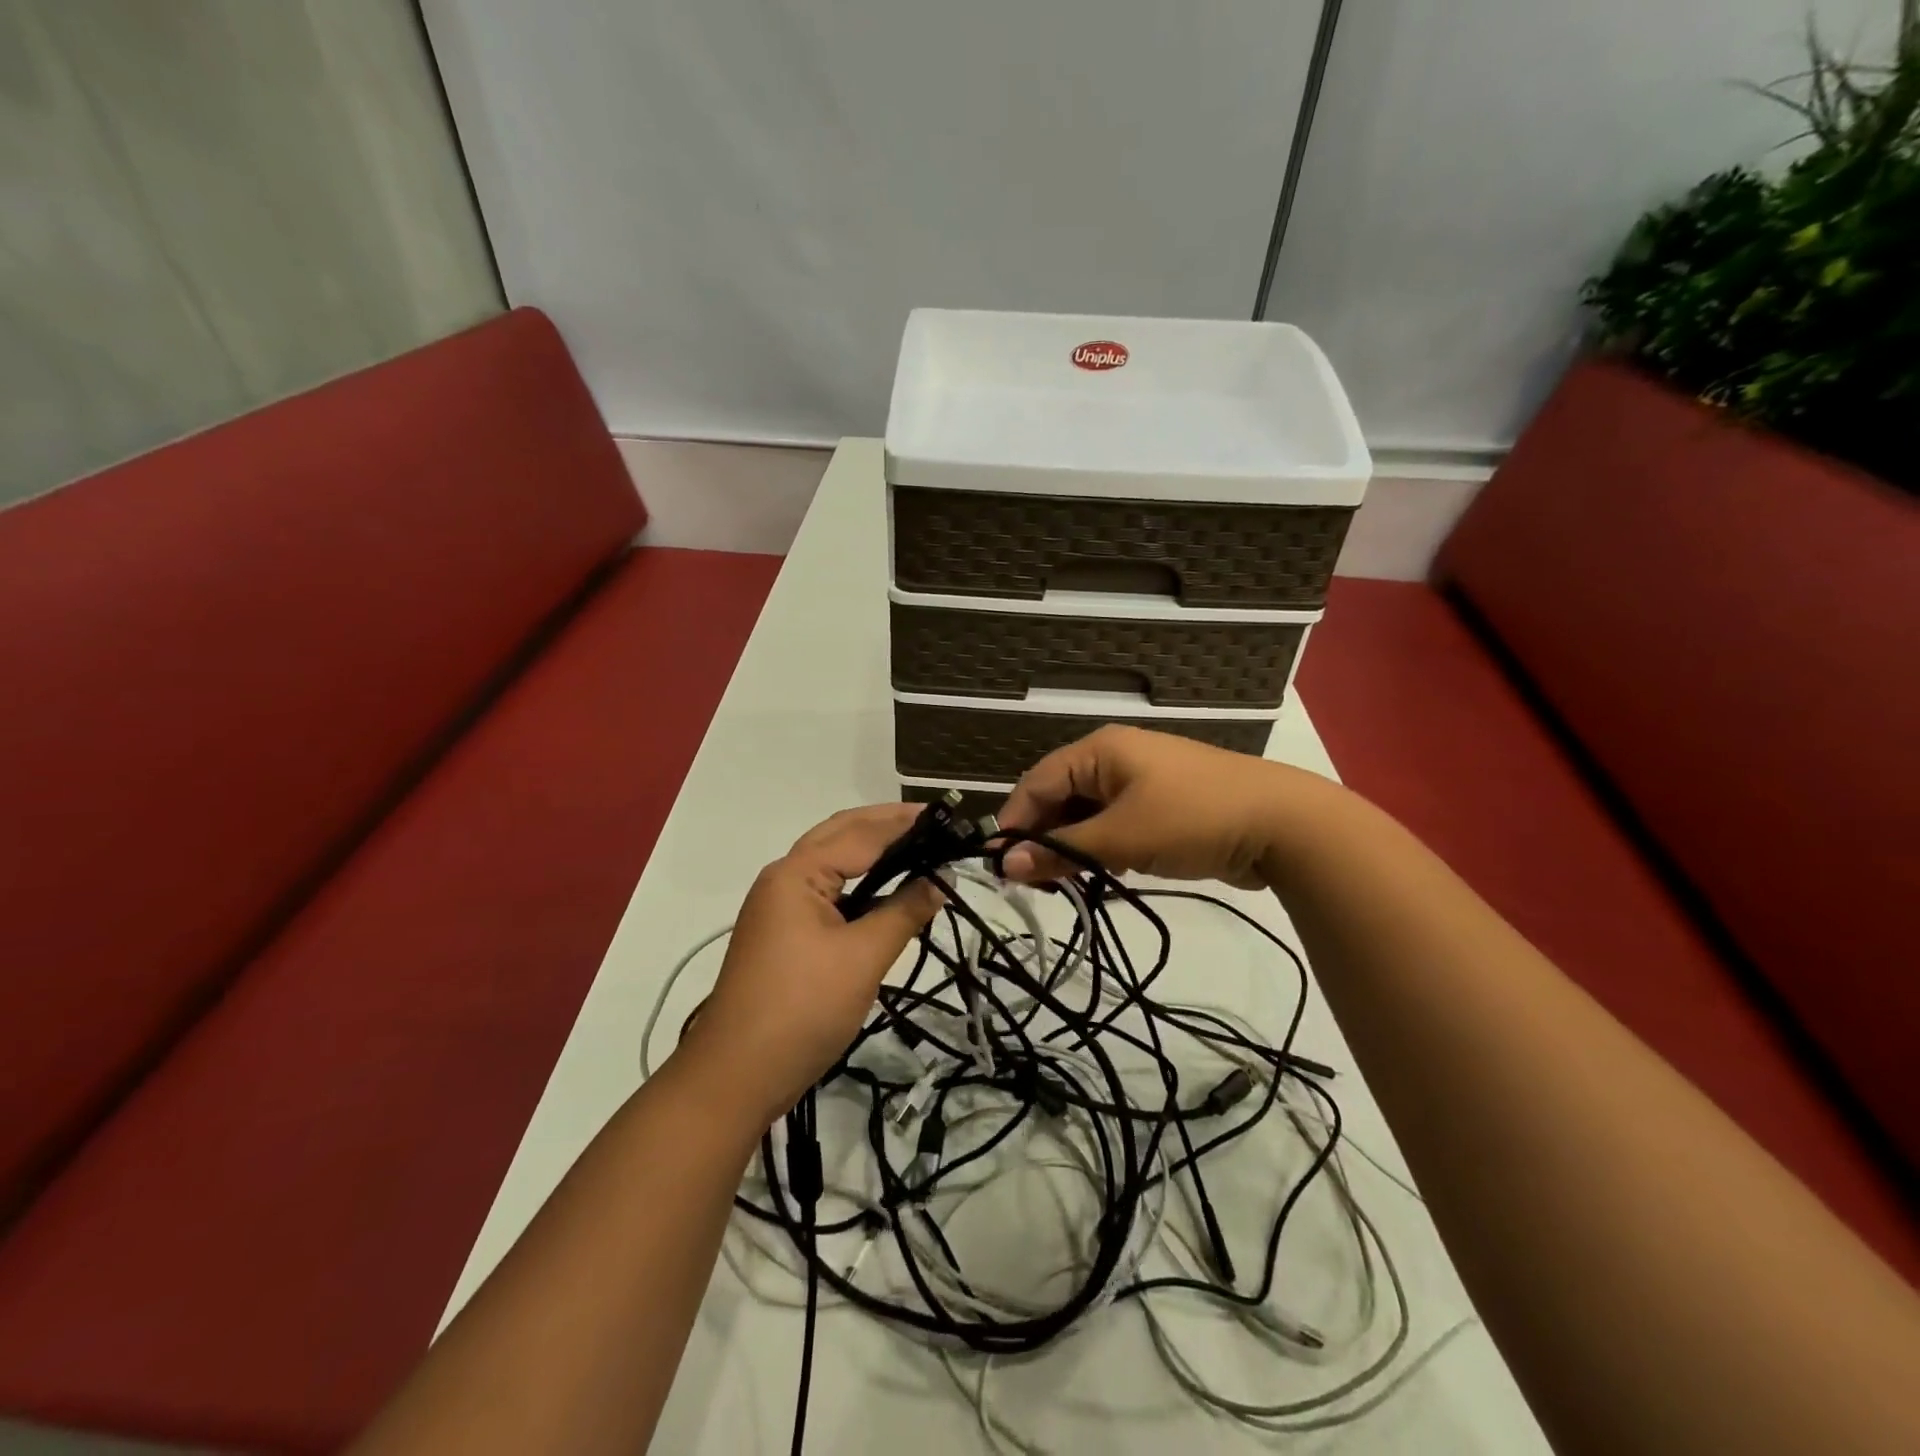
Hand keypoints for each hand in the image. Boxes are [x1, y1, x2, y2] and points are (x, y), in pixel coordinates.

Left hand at [674, 804, 942, 1127]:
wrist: (736, 1077)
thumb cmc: (802, 1009)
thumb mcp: (863, 958)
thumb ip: (904, 912)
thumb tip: (941, 879)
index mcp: (796, 873)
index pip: (861, 834)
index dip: (905, 823)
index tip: (948, 815)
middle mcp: (784, 878)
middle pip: (840, 835)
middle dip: (885, 824)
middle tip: (934, 823)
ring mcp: (780, 906)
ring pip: (833, 863)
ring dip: (872, 852)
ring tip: (919, 848)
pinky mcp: (784, 933)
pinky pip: (828, 892)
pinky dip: (860, 884)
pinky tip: (887, 891)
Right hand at [998, 725, 1329, 888]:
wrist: (1284, 824)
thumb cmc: (1192, 819)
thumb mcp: (1120, 838)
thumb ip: (1061, 851)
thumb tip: (1005, 865)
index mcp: (1100, 750)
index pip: (1037, 782)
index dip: (1014, 823)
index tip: (1000, 867)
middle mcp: (1115, 758)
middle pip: (1061, 797)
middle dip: (1045, 838)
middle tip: (1035, 882)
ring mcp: (1142, 780)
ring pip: (1088, 813)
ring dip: (1074, 847)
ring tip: (1066, 884)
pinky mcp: (1163, 804)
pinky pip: (1116, 823)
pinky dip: (1103, 847)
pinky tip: (1103, 875)